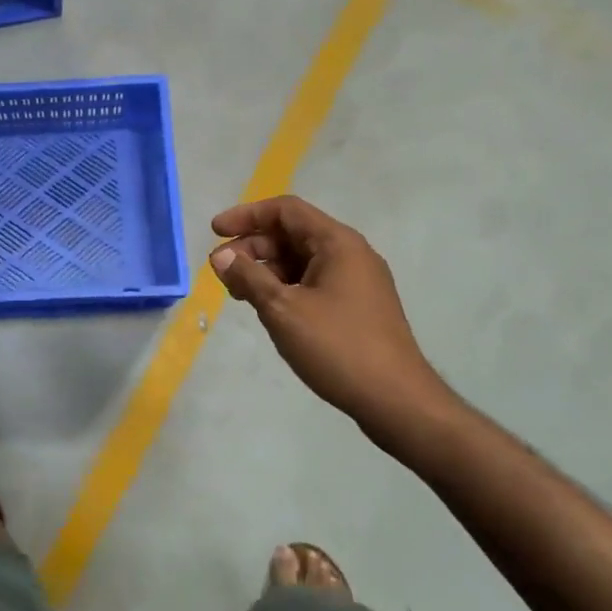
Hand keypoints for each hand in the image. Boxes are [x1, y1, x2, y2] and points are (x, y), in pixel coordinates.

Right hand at [210, 196, 458, 452]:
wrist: (397, 400)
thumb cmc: (337, 347)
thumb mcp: (283, 309)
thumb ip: (248, 277)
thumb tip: (221, 256)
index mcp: (337, 243)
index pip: (285, 210)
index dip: (246, 216)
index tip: (214, 232)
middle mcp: (350, 253)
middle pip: (292, 233)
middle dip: (252, 247)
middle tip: (222, 271)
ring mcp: (357, 280)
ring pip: (301, 260)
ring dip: (266, 269)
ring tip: (238, 294)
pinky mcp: (357, 306)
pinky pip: (313, 281)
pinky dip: (285, 287)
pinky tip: (267, 309)